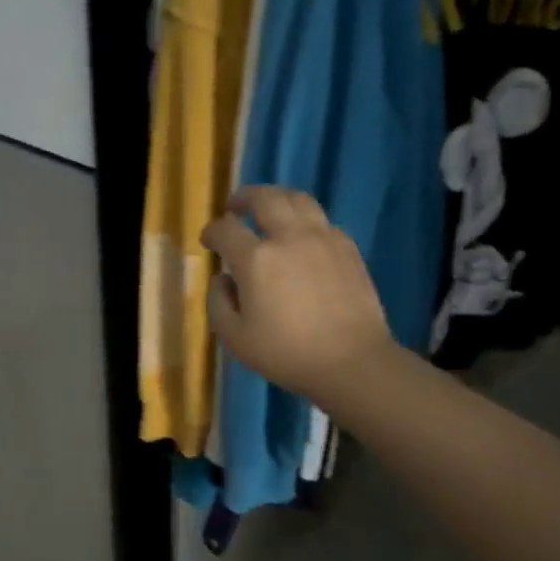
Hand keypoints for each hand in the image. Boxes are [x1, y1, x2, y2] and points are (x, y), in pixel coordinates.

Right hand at [201, 187, 395, 406]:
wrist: (351, 362)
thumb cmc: (286, 354)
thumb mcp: (235, 338)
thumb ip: (218, 303)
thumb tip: (221, 279)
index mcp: (256, 259)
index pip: (225, 229)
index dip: (211, 231)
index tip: (208, 241)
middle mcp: (289, 237)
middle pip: (264, 198)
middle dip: (243, 198)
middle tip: (234, 207)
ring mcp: (323, 238)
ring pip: (298, 199)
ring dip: (277, 198)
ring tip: (268, 208)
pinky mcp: (348, 248)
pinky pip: (322, 220)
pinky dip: (304, 219)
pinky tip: (301, 236)